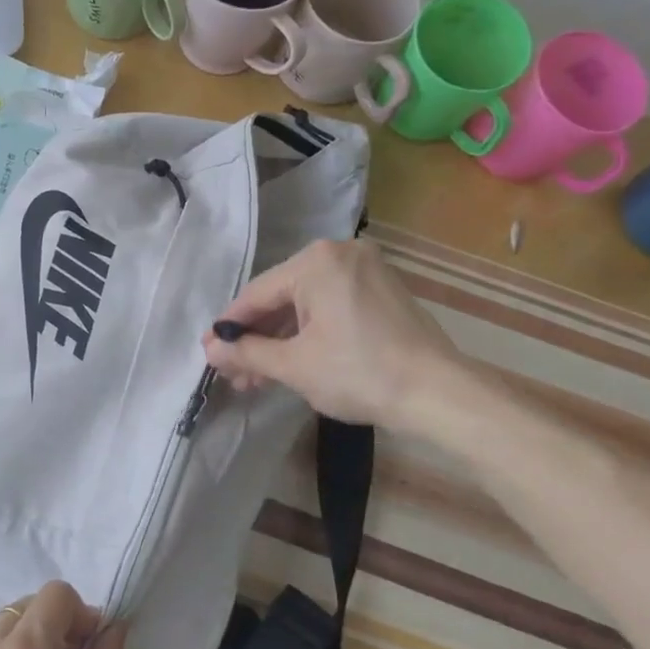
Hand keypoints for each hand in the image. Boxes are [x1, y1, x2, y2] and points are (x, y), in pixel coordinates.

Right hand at [201, 238, 470, 430]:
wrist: (439, 395)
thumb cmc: (359, 373)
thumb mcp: (294, 365)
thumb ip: (247, 352)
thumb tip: (210, 348)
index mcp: (316, 261)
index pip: (257, 294)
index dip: (230, 327)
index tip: (209, 353)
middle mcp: (340, 253)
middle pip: (282, 297)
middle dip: (256, 339)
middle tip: (234, 374)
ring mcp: (366, 270)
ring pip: (306, 304)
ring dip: (281, 341)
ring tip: (258, 378)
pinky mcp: (382, 291)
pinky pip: (331, 306)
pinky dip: (310, 333)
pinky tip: (292, 362)